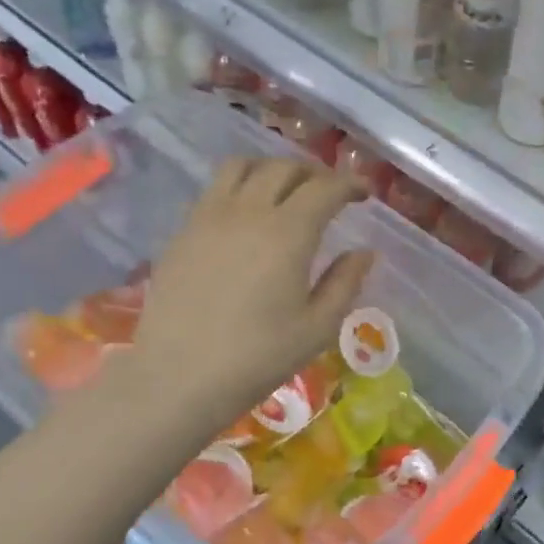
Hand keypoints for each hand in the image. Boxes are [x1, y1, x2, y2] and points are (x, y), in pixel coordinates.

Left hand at [124, 158, 372, 428]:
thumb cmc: (258, 357)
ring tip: (285, 191)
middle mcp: (248, 211)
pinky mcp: (183, 231)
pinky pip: (215, 189)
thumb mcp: (317, 328)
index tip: (364, 194)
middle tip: (330, 193)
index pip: (325, 188)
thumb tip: (365, 253)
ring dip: (272, 169)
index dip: (349, 184)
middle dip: (314, 173)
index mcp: (288, 233)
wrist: (179, 376)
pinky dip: (240, 186)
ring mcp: (209, 216)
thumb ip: (345, 283)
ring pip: (243, 166)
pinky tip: (247, 216)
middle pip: (284, 168)